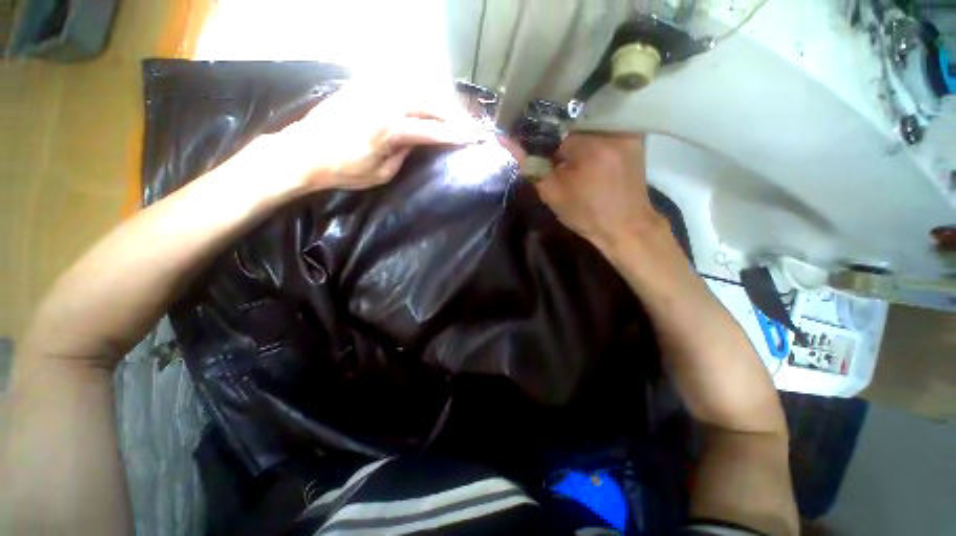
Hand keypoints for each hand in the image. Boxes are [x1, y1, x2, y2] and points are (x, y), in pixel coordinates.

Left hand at [262, 80, 483, 191]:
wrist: (304, 152)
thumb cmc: (344, 170)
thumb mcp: (382, 173)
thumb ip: (404, 153)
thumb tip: (417, 140)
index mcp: (389, 129)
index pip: (432, 129)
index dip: (455, 134)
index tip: (474, 138)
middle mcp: (384, 102)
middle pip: (429, 102)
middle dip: (453, 114)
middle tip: (468, 125)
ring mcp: (372, 89)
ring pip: (417, 88)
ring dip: (438, 101)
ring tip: (452, 114)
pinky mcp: (363, 85)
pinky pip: (399, 83)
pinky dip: (418, 91)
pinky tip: (426, 101)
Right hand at [510, 133, 664, 252]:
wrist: (624, 227)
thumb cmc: (585, 215)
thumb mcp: (551, 194)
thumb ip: (529, 165)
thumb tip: (505, 139)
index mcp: (589, 149)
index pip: (554, 131)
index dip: (545, 146)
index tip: (546, 161)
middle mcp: (611, 132)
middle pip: (572, 125)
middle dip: (562, 142)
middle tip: (560, 162)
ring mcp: (627, 133)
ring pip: (588, 126)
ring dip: (577, 140)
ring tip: (576, 160)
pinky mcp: (636, 137)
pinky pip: (605, 129)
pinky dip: (593, 139)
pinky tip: (592, 157)